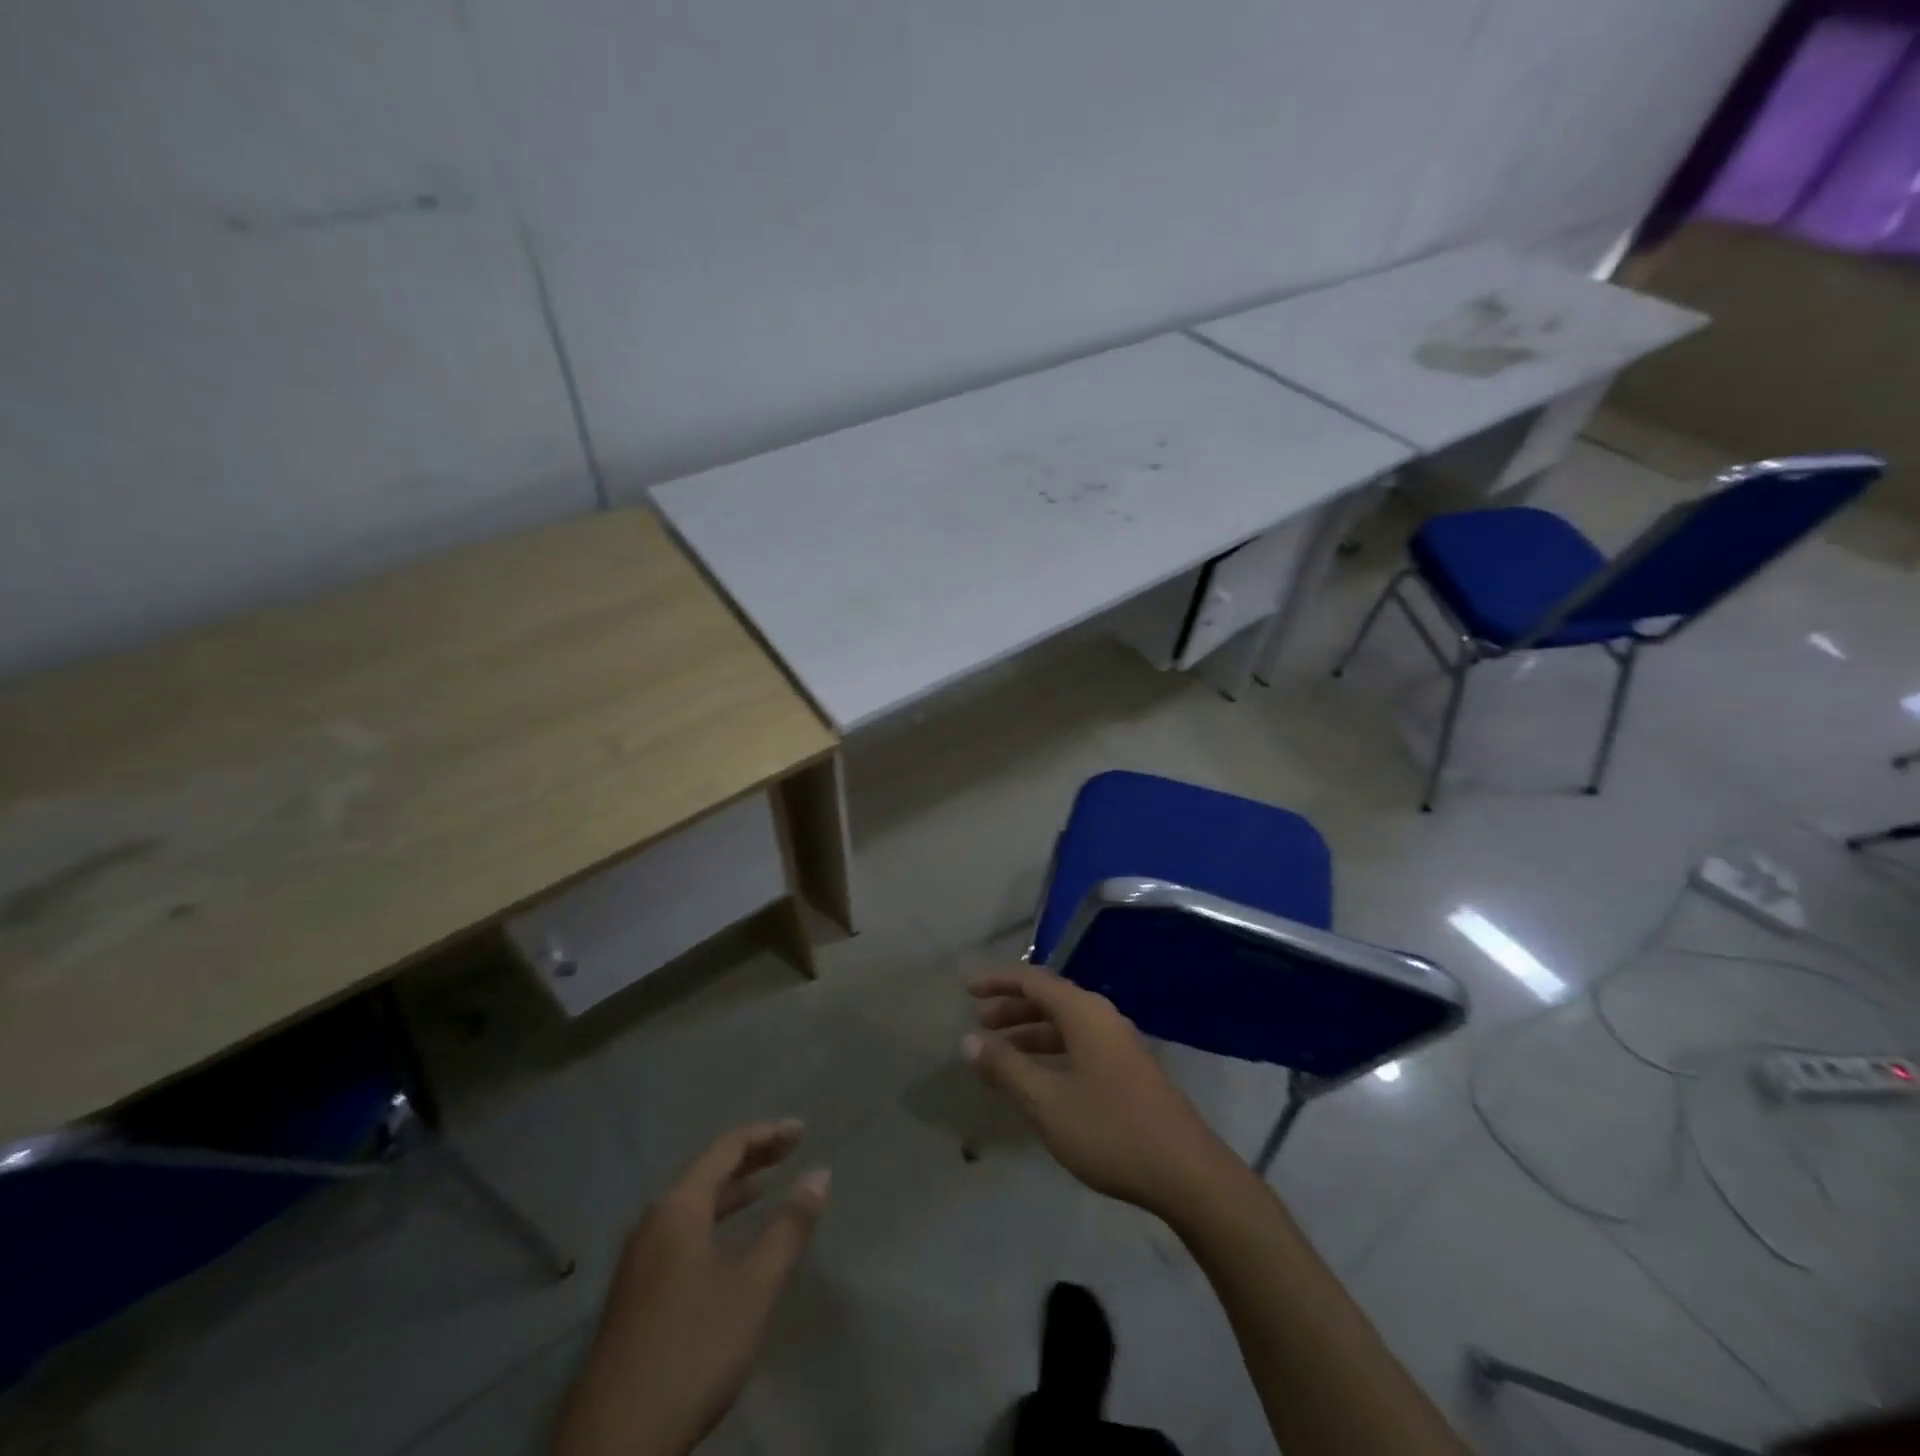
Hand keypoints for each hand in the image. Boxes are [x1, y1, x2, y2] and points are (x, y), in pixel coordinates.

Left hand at [551, 1121, 829, 1455]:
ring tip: (766, 1188)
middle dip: (751, 1157)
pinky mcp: (635, 1295)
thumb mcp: (753, 1288)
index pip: (726, 1148)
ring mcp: (638, 1260)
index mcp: (678, 1208)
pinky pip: (682, 1233)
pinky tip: (730, 1246)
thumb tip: (820, 1173)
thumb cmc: (691, 1350)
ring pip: (693, 1205)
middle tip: (791, 1150)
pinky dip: (714, 1221)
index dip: (767, 1134)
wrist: (612, 1447)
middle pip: (707, 1171)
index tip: (803, 1130)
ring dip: (732, 1191)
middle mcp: (653, 1222)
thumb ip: (789, 1227)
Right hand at [963, 966, 1246, 1220]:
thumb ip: (1006, 1068)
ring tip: (1001, 1051)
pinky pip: (1080, 1042)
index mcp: (1084, 1013)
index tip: (967, 990)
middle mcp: (1102, 1017)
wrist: (1187, 1172)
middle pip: (1050, 998)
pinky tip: (1040, 1077)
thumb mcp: (1047, 1103)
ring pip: (1066, 1023)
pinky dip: (1052, 1049)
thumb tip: (968, 1040)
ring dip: (1031, 1030)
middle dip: (1013, 1007)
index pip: (1033, 980)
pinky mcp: (1128, 1067)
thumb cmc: (1110, 1130)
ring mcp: (1119, 1042)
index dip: (998, 982)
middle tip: (980, 1023)